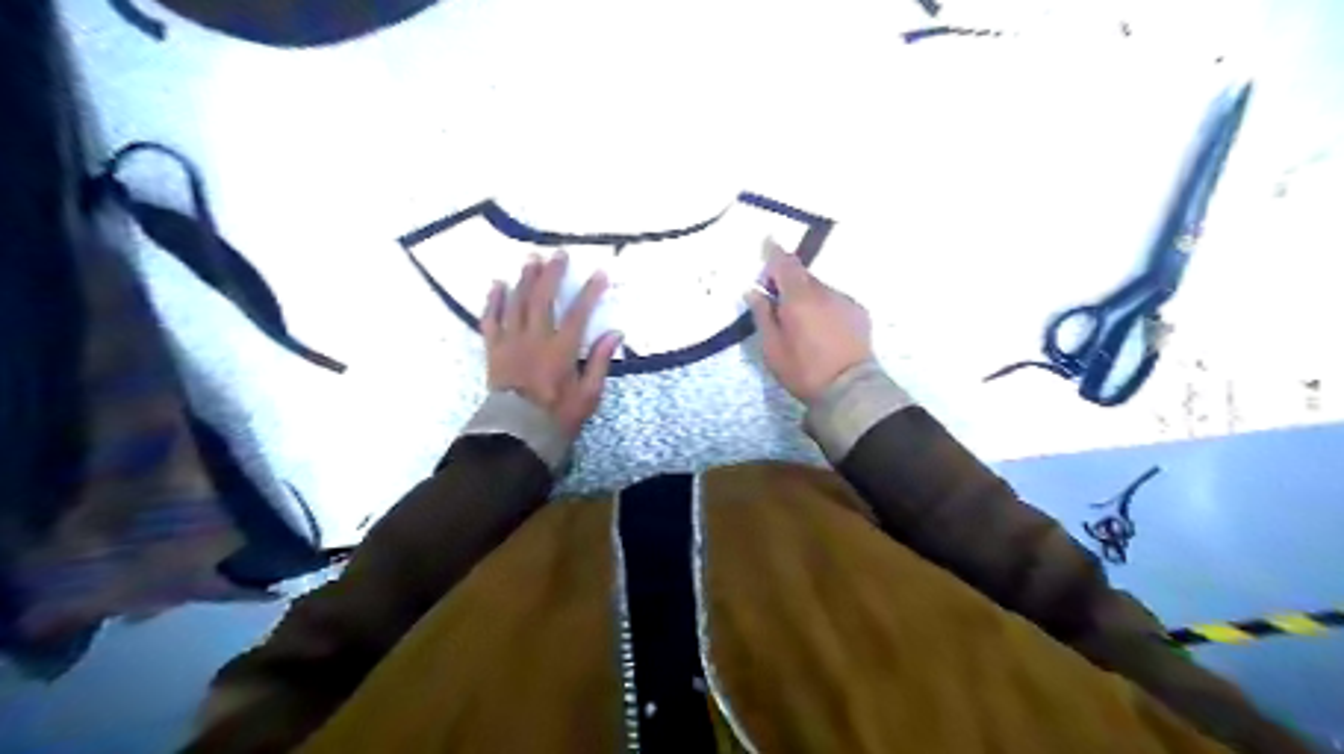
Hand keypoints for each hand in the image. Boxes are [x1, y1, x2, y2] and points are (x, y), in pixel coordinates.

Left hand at [484, 251, 624, 437]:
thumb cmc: (558, 416)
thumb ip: (599, 361)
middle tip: (558, 254)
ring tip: (530, 259)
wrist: (517, 433)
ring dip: (524, 279)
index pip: (579, 313)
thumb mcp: (588, 394)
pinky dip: (494, 301)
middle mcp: (535, 339)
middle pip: (543, 298)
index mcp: (561, 350)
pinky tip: (497, 284)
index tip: (599, 274)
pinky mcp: (494, 349)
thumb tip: (615, 333)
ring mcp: (511, 342)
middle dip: (552, 274)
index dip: (590, 292)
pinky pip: (491, 319)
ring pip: (516, 303)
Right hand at [746, 243, 871, 407]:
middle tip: (775, 296)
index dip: (773, 252)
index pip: (784, 264)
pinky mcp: (859, 313)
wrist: (850, 389)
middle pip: (802, 275)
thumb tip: (754, 291)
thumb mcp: (772, 348)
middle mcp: (824, 292)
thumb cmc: (803, 370)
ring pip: (820, 289)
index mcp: (798, 298)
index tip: (767, 241)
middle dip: (788, 280)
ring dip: (807, 296)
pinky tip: (822, 328)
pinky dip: (825, 306)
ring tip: (801, 320)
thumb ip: (762, 315)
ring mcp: (845, 300)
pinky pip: (835, 301)